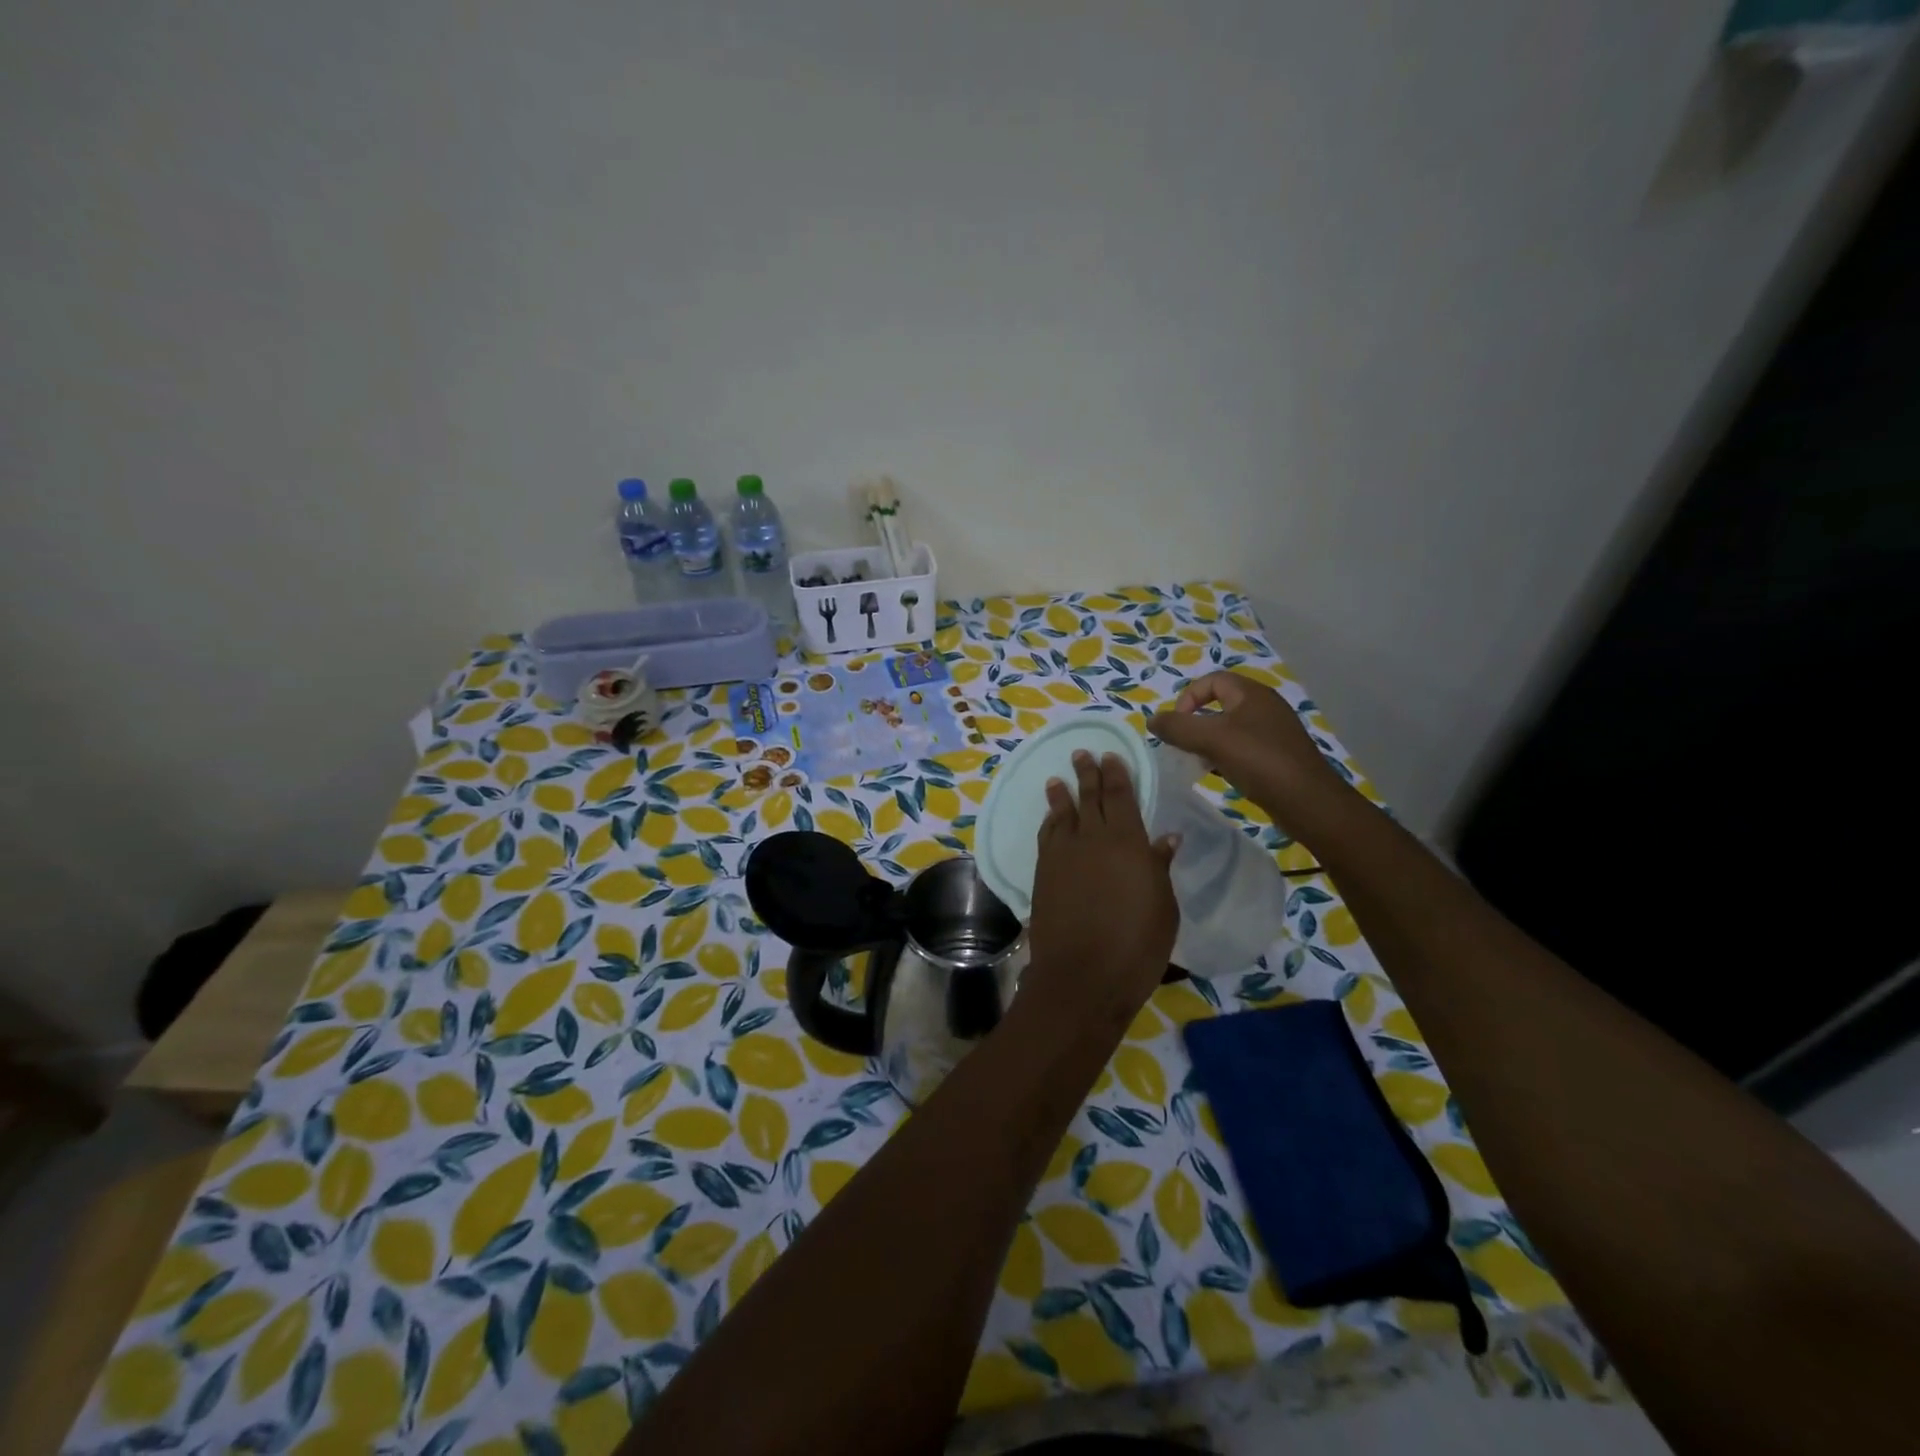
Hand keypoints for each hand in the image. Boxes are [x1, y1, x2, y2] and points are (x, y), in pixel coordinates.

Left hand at [1023, 750, 1178, 1033]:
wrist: (1082, 977)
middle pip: (1089, 797)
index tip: (1110, 755)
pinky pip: (1047, 836)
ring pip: (1062, 814)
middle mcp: (1091, 839)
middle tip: (1082, 753)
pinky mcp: (1042, 873)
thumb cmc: (1136, 945)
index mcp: (1127, 842)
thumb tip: (1165, 837)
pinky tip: (1051, 819)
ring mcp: (1062, 855)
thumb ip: (1160, 867)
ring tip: (1059, 779)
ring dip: (1062, 794)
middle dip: (1087, 773)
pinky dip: (1050, 822)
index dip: (1116, 774)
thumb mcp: (1163, 907)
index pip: (1120, 796)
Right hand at [1149, 670, 1352, 832]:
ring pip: (1231, 729)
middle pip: (1220, 704)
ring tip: (1198, 762)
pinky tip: (1219, 774)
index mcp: (1252, 693)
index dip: (1188, 697)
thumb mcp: (1211, 739)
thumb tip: (1151, 719)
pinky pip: (1243, 748)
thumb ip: (1177, 727)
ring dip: (1209, 742)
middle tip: (1183, 745)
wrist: (1308, 801)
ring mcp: (1274, 732)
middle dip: (1196, 722)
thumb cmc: (1258, 761)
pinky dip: (1225, 757)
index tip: (1177, 725)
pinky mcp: (1278, 756)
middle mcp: (1265, 706)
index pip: (1212, 680)